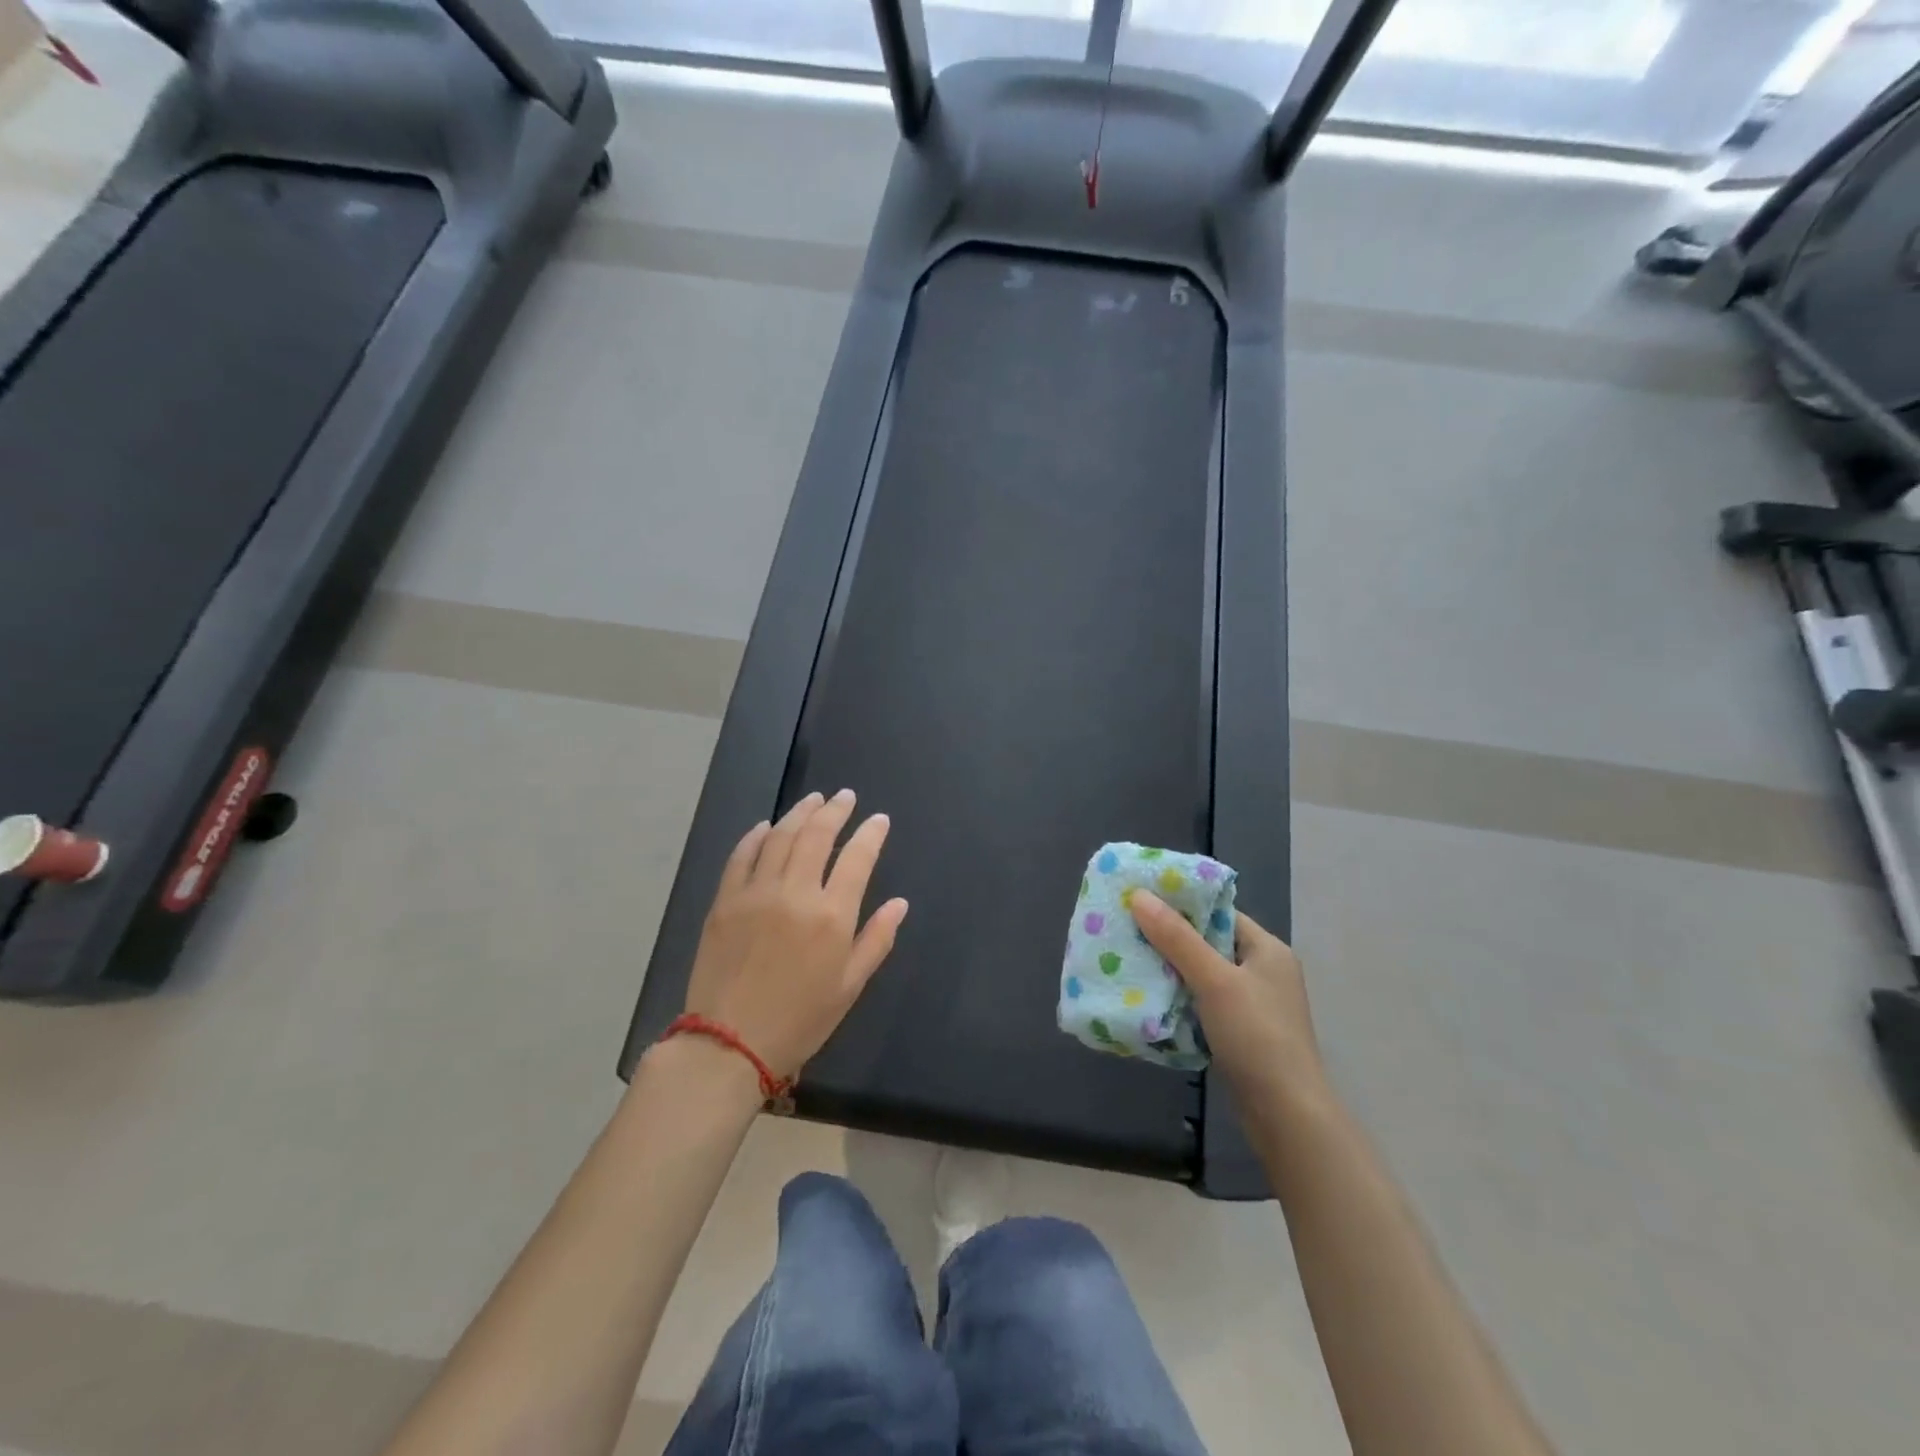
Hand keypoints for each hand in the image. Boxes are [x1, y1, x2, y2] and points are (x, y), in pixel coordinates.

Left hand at [682, 790, 908, 1078]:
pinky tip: (766, 826)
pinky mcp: (724, 901)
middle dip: (835, 811)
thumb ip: (877, 939)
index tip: (879, 820)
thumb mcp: (850, 986)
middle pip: (817, 836)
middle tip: (845, 796)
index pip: (858, 858)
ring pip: (780, 837)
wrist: (729, 1044)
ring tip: (814, 799)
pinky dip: (755, 836)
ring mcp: (755, 893)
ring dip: (799, 813)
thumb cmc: (800, 1020)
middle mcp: (795, 893)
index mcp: (831, 916)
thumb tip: (900, 903)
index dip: (871, 834)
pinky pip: (741, 856)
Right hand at [1130, 891, 1320, 1104]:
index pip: (1219, 912)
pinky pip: (1203, 1003)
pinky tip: (1149, 998)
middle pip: (1209, 943)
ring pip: (1203, 975)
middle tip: (1127, 928)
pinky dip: (1179, 998)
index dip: (1182, 903)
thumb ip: (1177, 938)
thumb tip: (1139, 895)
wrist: (1286, 1115)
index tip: (1141, 899)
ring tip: (1129, 959)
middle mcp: (1263, 971)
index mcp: (1267, 949)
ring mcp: (1253, 1005)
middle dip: (1169, 938)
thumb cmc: (1256, 1036)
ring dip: (1170, 970)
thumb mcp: (1214, 980)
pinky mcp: (1241, 1033)